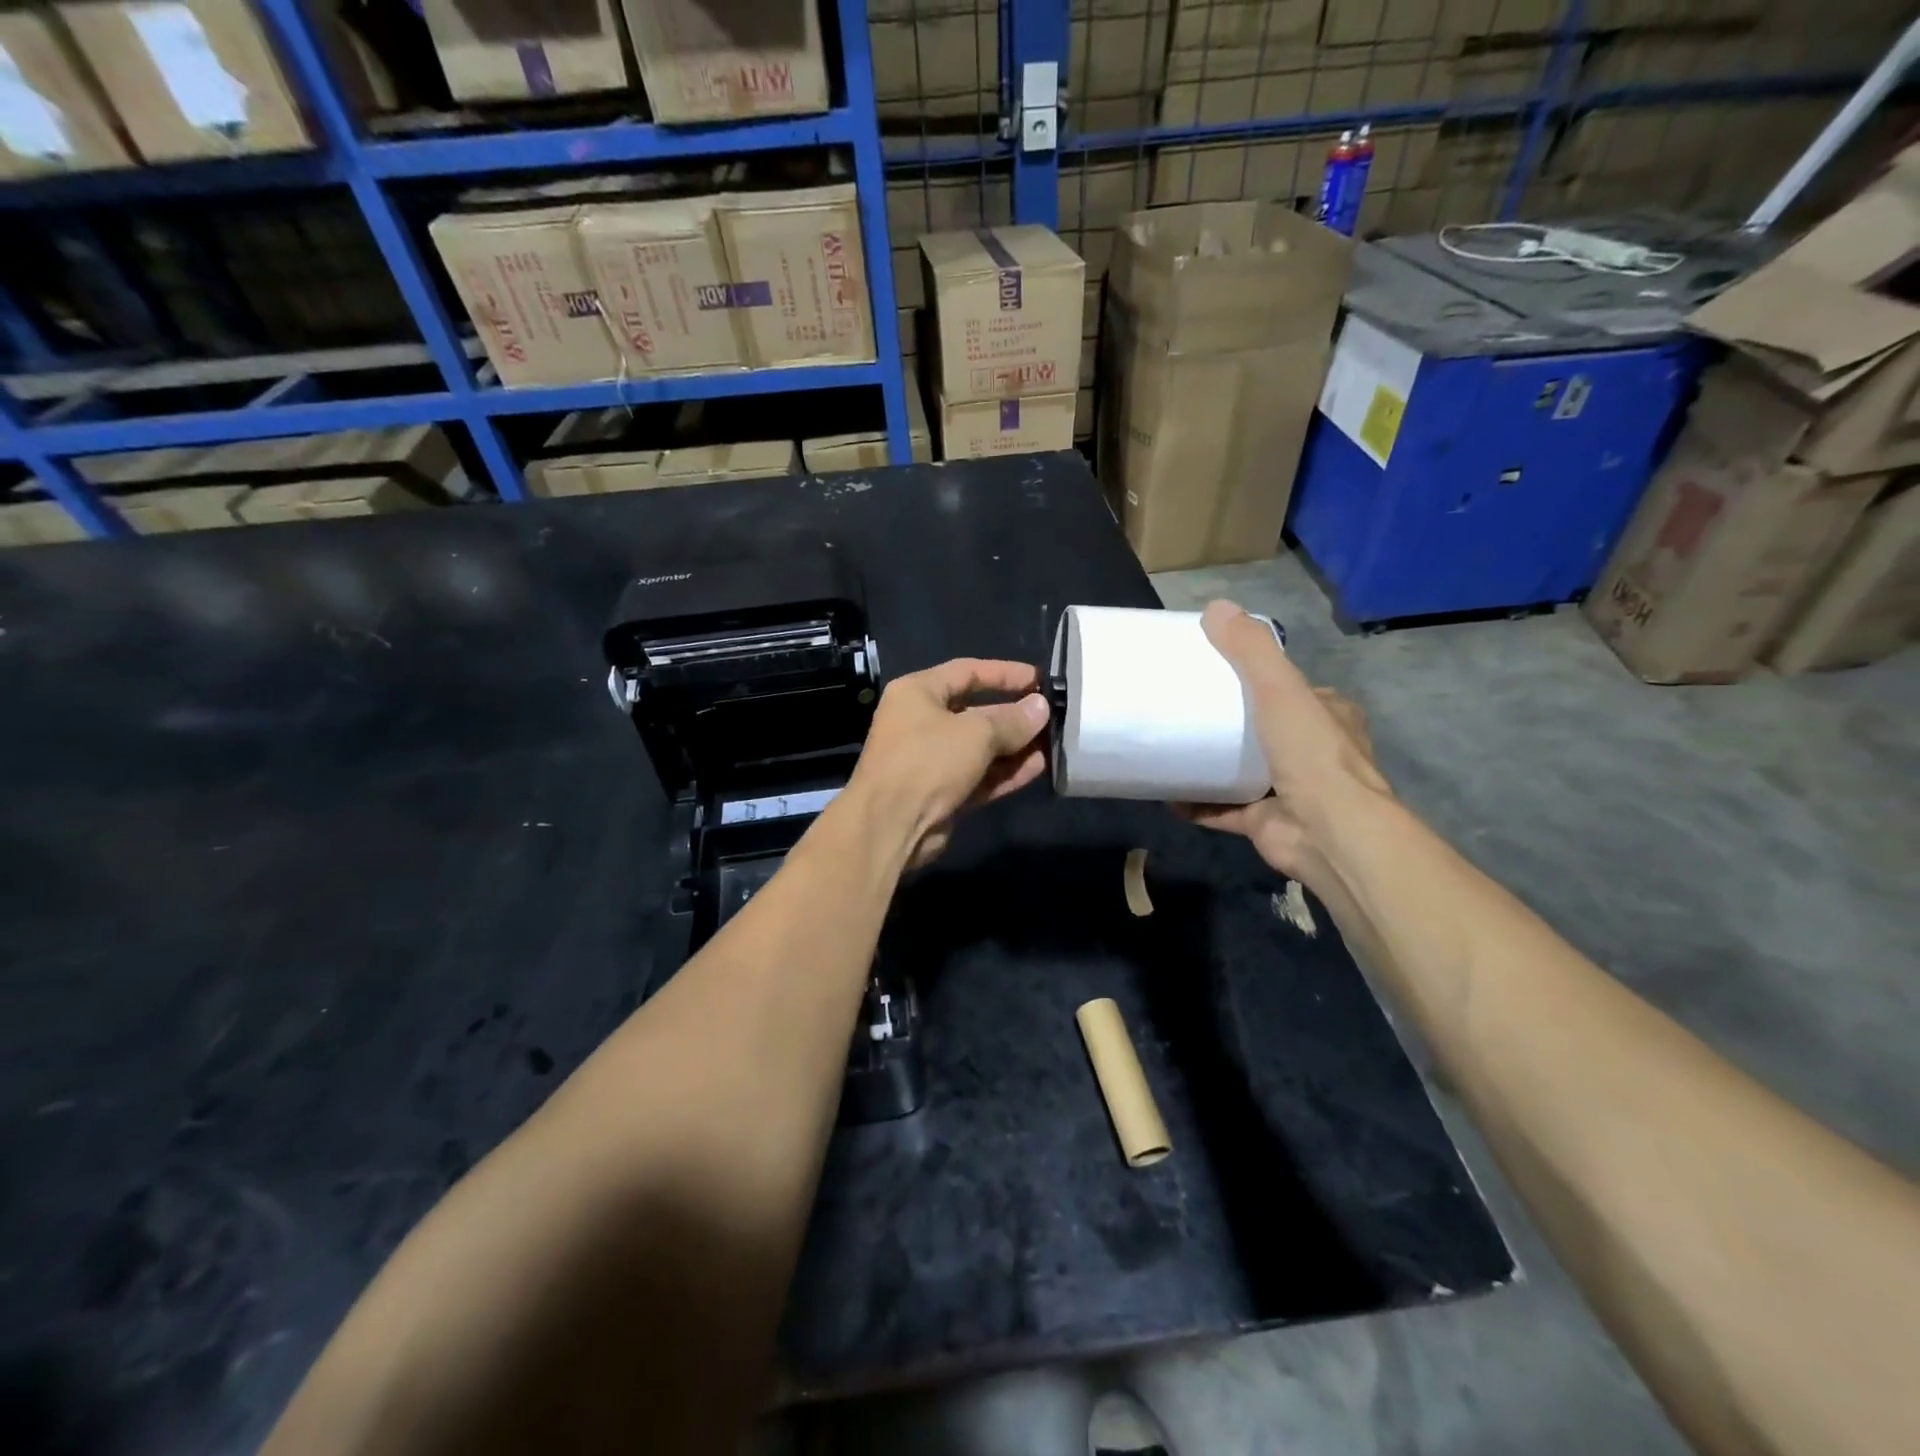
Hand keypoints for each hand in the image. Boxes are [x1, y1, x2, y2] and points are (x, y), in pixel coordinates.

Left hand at [850, 658, 1051, 870]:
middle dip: (1013, 715)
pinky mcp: (941, 793)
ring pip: (980, 748)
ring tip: (1053, 744)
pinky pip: (979, 776)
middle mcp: (921, 722)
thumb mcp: (976, 733)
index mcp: (917, 693)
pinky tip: (1039, 768)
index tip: (1039, 679)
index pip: (966, 671)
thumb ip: (1012, 720)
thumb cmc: (928, 761)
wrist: (890, 825)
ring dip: (1014, 747)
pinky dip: (1005, 772)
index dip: (1004, 673)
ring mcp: (931, 760)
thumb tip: (1041, 708)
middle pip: (975, 712)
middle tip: (1052, 717)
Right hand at [1176, 601, 1391, 884]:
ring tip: (1172, 749)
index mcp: (1329, 717)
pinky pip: (1224, 810)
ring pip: (1244, 772)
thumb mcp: (1280, 689)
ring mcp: (1290, 791)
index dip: (1260, 679)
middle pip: (1266, 730)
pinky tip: (1168, 795)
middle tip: (1186, 711)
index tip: (1219, 672)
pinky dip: (1198, 804)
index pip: (1293, 690)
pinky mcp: (1266, 823)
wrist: (1327, 832)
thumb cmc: (1310, 754)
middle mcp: (1314, 753)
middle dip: (1231, 724)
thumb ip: (1250, 650)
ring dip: (1212, 765)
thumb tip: (1216, 607)